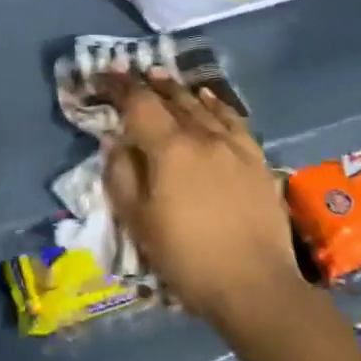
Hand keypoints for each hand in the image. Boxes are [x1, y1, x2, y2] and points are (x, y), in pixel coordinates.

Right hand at [102, 71, 303, 327]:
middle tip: (132, 74)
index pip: (139, 104)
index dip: (119, 86)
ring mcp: (233, 144)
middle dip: (148, 84)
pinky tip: (207, 98)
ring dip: (178, 89)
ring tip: (162, 78)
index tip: (104, 75)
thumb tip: (115, 140)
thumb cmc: (187, 258)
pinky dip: (214, 103)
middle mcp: (202, 135)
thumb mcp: (139, 222)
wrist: (255, 286)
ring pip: (201, 105)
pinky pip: (231, 119)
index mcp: (169, 148)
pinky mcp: (255, 158)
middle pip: (171, 98)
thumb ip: (121, 174)